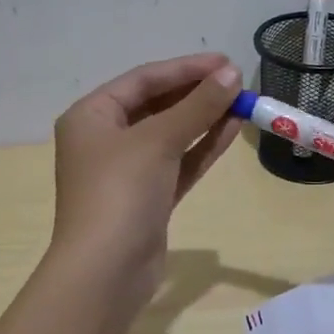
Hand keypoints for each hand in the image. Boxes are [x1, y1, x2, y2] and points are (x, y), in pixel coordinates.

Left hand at [49, 52, 242, 300]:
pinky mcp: (148, 197)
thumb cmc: (120, 193)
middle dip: (197, 93)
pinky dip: (202, 146)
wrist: (105, 272)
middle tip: (238, 81)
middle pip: (157, 105)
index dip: (186, 69)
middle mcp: (105, 139)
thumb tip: (232, 73)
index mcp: (91, 116)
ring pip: (171, 134)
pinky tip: (232, 129)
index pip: (144, 80)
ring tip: (242, 102)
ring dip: (204, 118)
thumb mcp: (158, 141)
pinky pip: (178, 162)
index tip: (226, 62)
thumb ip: (197, 106)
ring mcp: (126, 170)